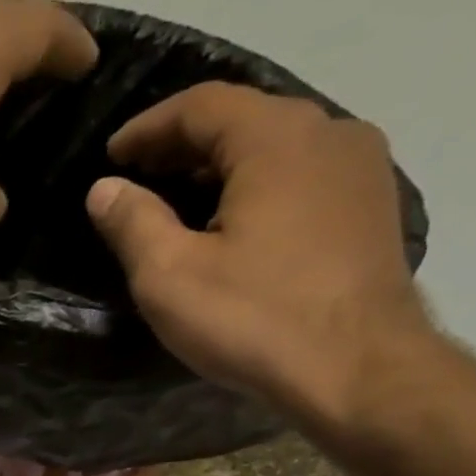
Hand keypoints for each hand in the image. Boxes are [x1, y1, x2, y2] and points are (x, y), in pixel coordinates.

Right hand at [85, 82, 435, 419]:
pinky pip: (302, 174)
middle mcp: (329, 132)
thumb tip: (105, 189)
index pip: (202, 105)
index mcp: (276, 139)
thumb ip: (133, 223)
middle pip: (244, 118)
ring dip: (223, 164)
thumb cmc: (253, 318)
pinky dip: (258, 183)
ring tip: (180, 198)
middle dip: (184, 143)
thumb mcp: (170, 275)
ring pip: (277, 146)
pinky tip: (236, 221)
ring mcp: (360, 168)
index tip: (111, 155)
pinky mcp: (370, 206)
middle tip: (139, 175)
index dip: (148, 126)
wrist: (357, 369)